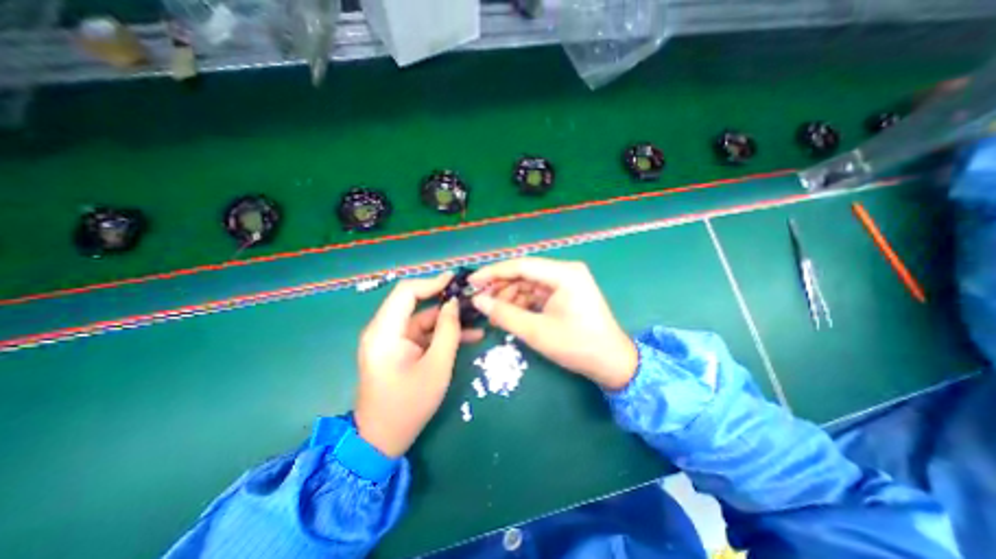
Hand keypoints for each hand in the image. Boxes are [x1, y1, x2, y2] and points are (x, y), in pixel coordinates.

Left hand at [356, 271, 485, 458]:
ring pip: (423, 319)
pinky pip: (423, 334)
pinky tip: (469, 335)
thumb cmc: (409, 405)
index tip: (456, 280)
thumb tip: (454, 303)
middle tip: (471, 297)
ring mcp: (392, 340)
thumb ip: (447, 331)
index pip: (406, 292)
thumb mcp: (436, 367)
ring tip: (477, 317)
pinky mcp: (399, 349)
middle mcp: (383, 330)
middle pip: (415, 303)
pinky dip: (443, 333)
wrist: (382, 440)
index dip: (432, 282)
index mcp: (384, 332)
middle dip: (444, 300)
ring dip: (448, 319)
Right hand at [469, 255, 636, 387]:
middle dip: (501, 287)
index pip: (521, 265)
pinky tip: (510, 315)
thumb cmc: (577, 346)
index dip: (493, 272)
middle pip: (525, 273)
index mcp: (564, 274)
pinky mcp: (566, 293)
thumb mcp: (536, 332)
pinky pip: (538, 292)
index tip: (472, 282)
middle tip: (481, 302)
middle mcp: (566, 271)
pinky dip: (523, 302)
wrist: (612, 363)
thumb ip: (504, 314)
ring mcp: (567, 282)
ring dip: (511, 296)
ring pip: (529, 283)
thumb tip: (478, 300)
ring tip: (495, 314)